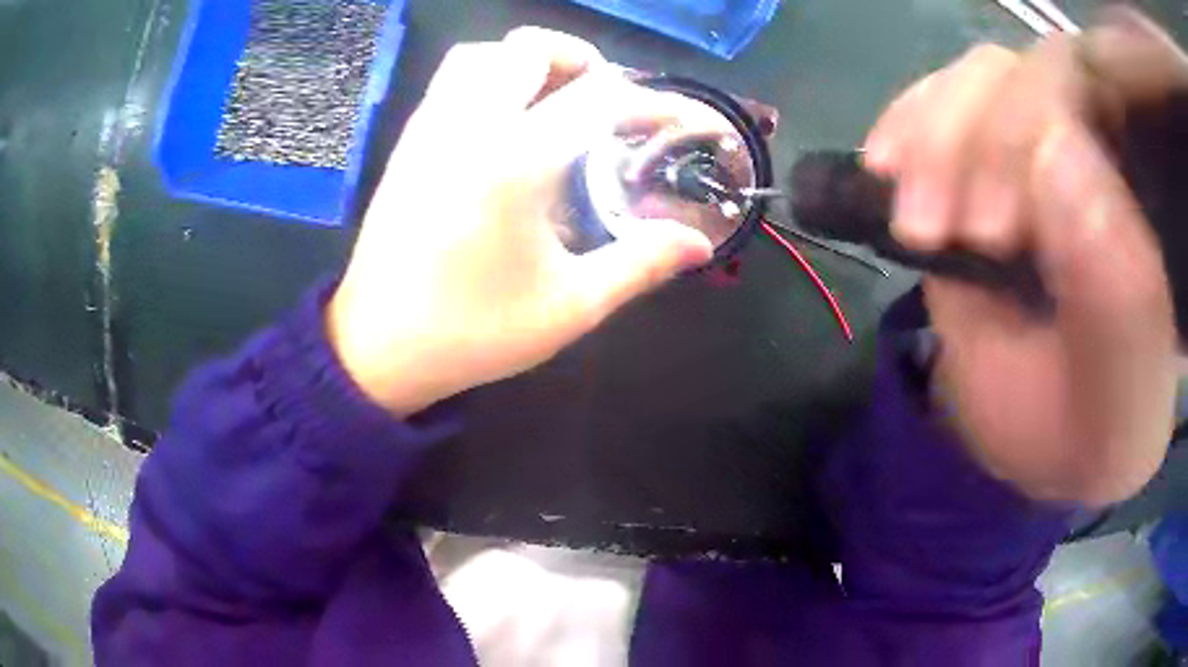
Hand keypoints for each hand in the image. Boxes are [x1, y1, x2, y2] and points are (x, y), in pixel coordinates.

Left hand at [329, 28, 713, 416]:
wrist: (377, 347)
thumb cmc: (473, 331)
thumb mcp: (569, 306)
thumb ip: (640, 264)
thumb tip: (698, 244)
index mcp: (515, 162)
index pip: (598, 98)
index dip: (647, 102)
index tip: (673, 121)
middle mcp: (469, 126)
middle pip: (529, 49)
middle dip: (581, 61)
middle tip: (606, 103)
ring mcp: (430, 129)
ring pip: (480, 55)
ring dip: (527, 61)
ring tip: (555, 100)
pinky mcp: (407, 143)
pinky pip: (449, 81)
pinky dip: (489, 77)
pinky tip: (506, 122)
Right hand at [862, 10, 1186, 504]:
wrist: (1056, 445)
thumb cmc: (1097, 428)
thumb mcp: (1120, 393)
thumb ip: (1119, 290)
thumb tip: (1055, 157)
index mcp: (1149, 198)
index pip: (1096, 92)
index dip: (1033, 124)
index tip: (991, 232)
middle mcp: (1101, 152)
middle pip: (1029, 71)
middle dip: (971, 138)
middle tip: (933, 230)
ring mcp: (1043, 148)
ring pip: (980, 78)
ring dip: (929, 136)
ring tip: (913, 223)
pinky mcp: (988, 163)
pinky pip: (942, 102)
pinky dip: (908, 125)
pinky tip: (887, 167)